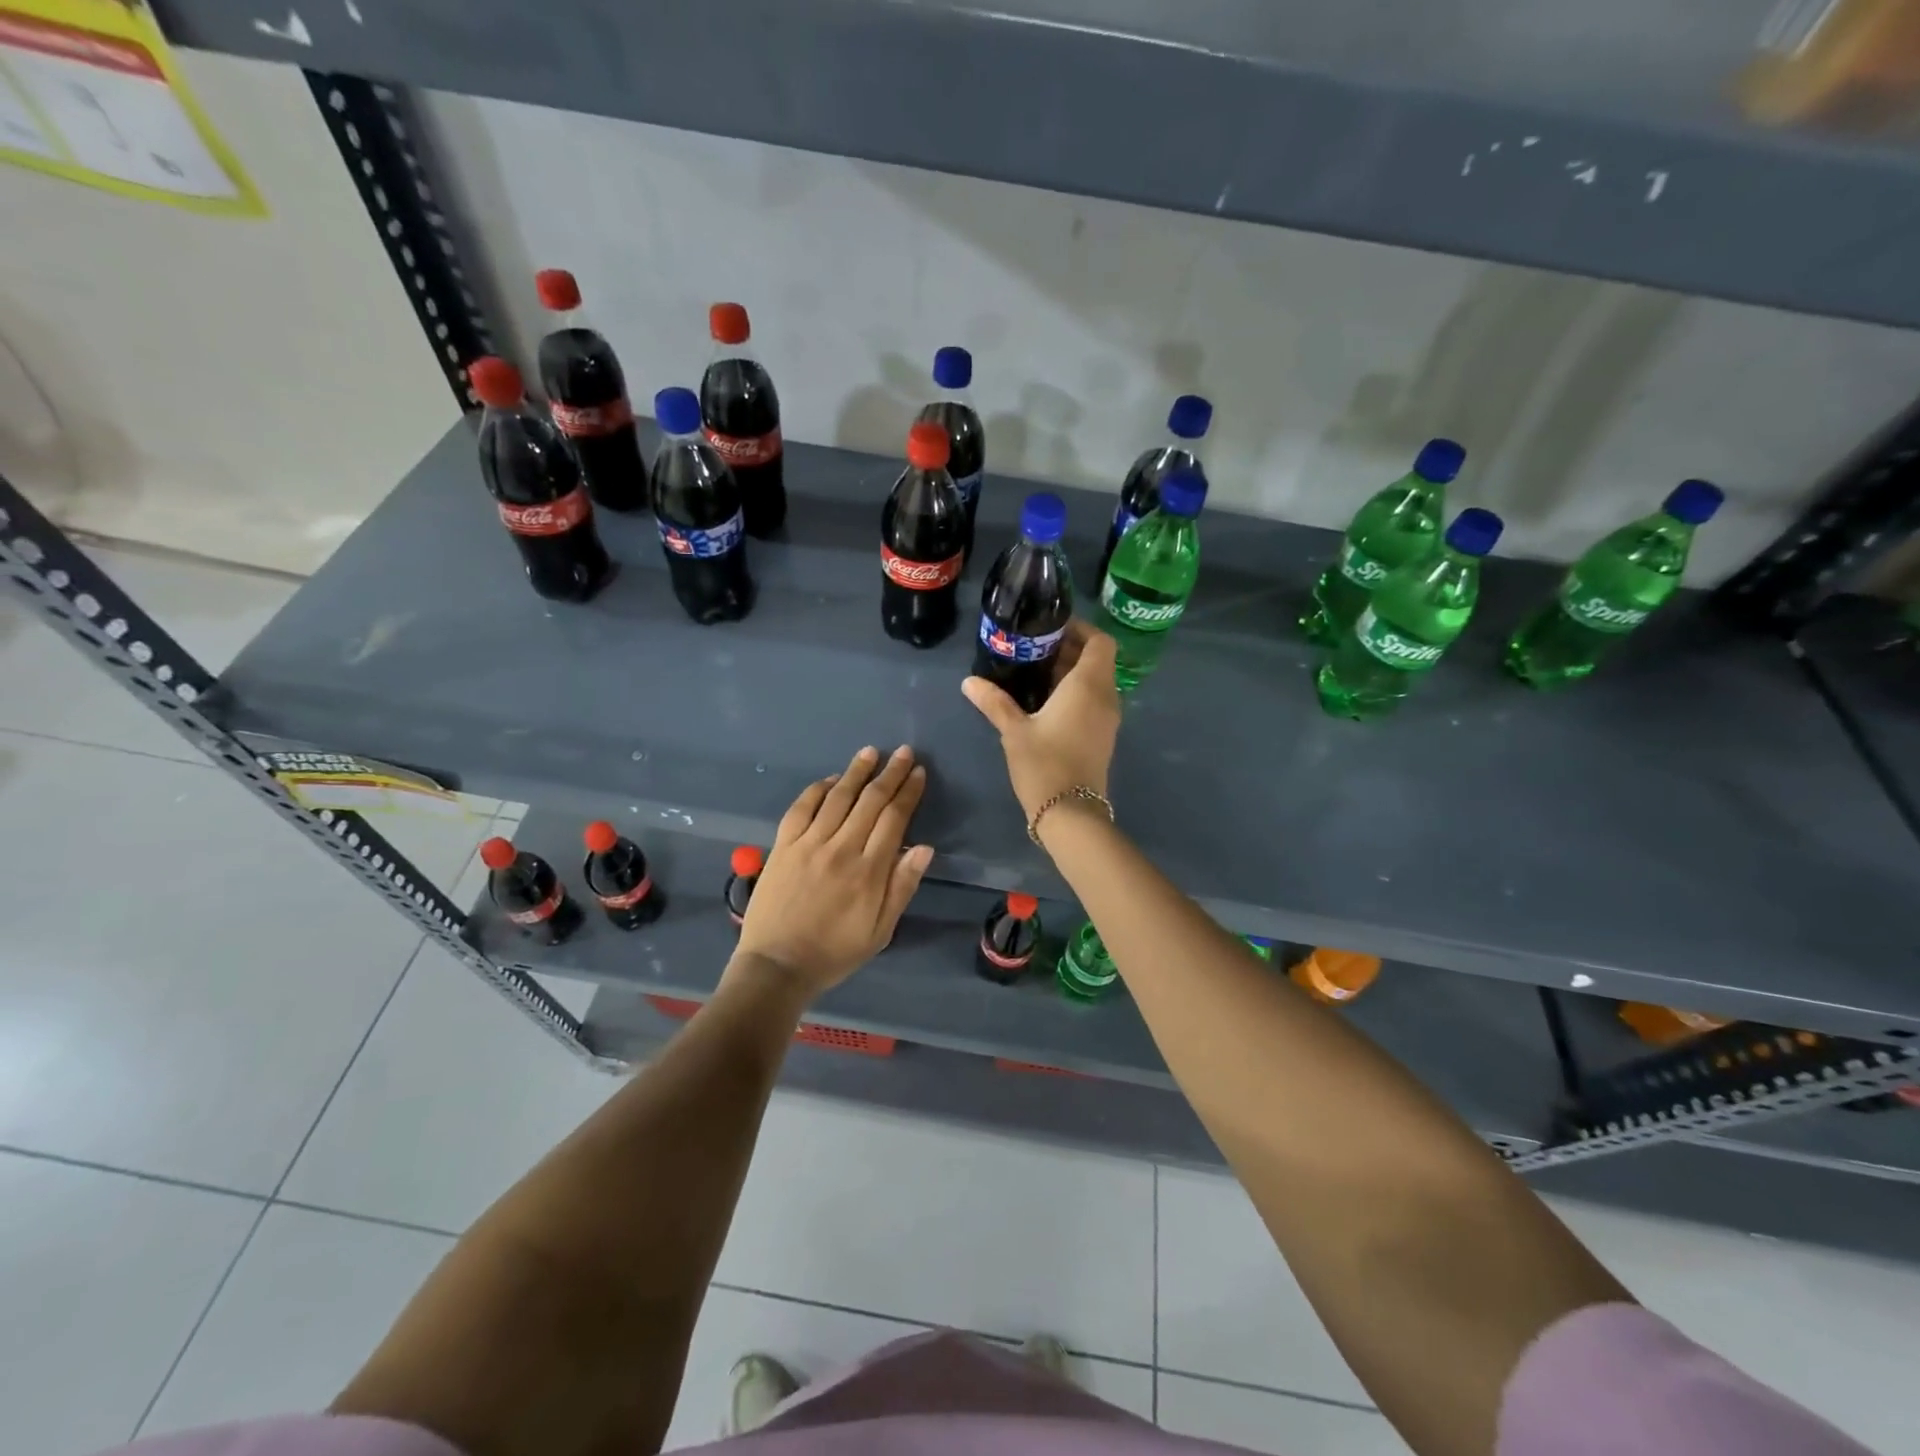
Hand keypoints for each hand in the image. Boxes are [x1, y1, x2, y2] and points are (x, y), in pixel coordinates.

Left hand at [731, 745, 934, 1000]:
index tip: (917, 772)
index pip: (894, 818)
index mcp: (869, 871)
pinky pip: (801, 808)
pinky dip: (817, 789)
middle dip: (889, 773)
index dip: (908, 792)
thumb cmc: (835, 952)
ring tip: (870, 752)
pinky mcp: (782, 846)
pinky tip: (830, 779)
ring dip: (855, 771)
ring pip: (837, 797)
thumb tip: (924, 848)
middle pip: (870, 800)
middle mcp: (841, 848)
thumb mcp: (881, 930)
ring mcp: (808, 844)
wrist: (777, 966)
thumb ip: (902, 887)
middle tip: (902, 752)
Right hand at [962, 619, 1120, 822]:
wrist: (1071, 814)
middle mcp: (1105, 696)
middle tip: (1034, 649)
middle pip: (1097, 659)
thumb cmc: (1044, 764)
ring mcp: (1108, 718)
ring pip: (1096, 681)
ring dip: (1072, 673)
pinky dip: (1076, 693)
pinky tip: (1045, 703)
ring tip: (1035, 674)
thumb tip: (969, 681)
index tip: (1051, 629)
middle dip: (1070, 650)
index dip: (1080, 629)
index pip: (1100, 641)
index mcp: (1088, 685)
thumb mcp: (1014, 730)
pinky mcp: (1103, 736)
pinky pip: (1094, 701)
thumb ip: (994, 701)